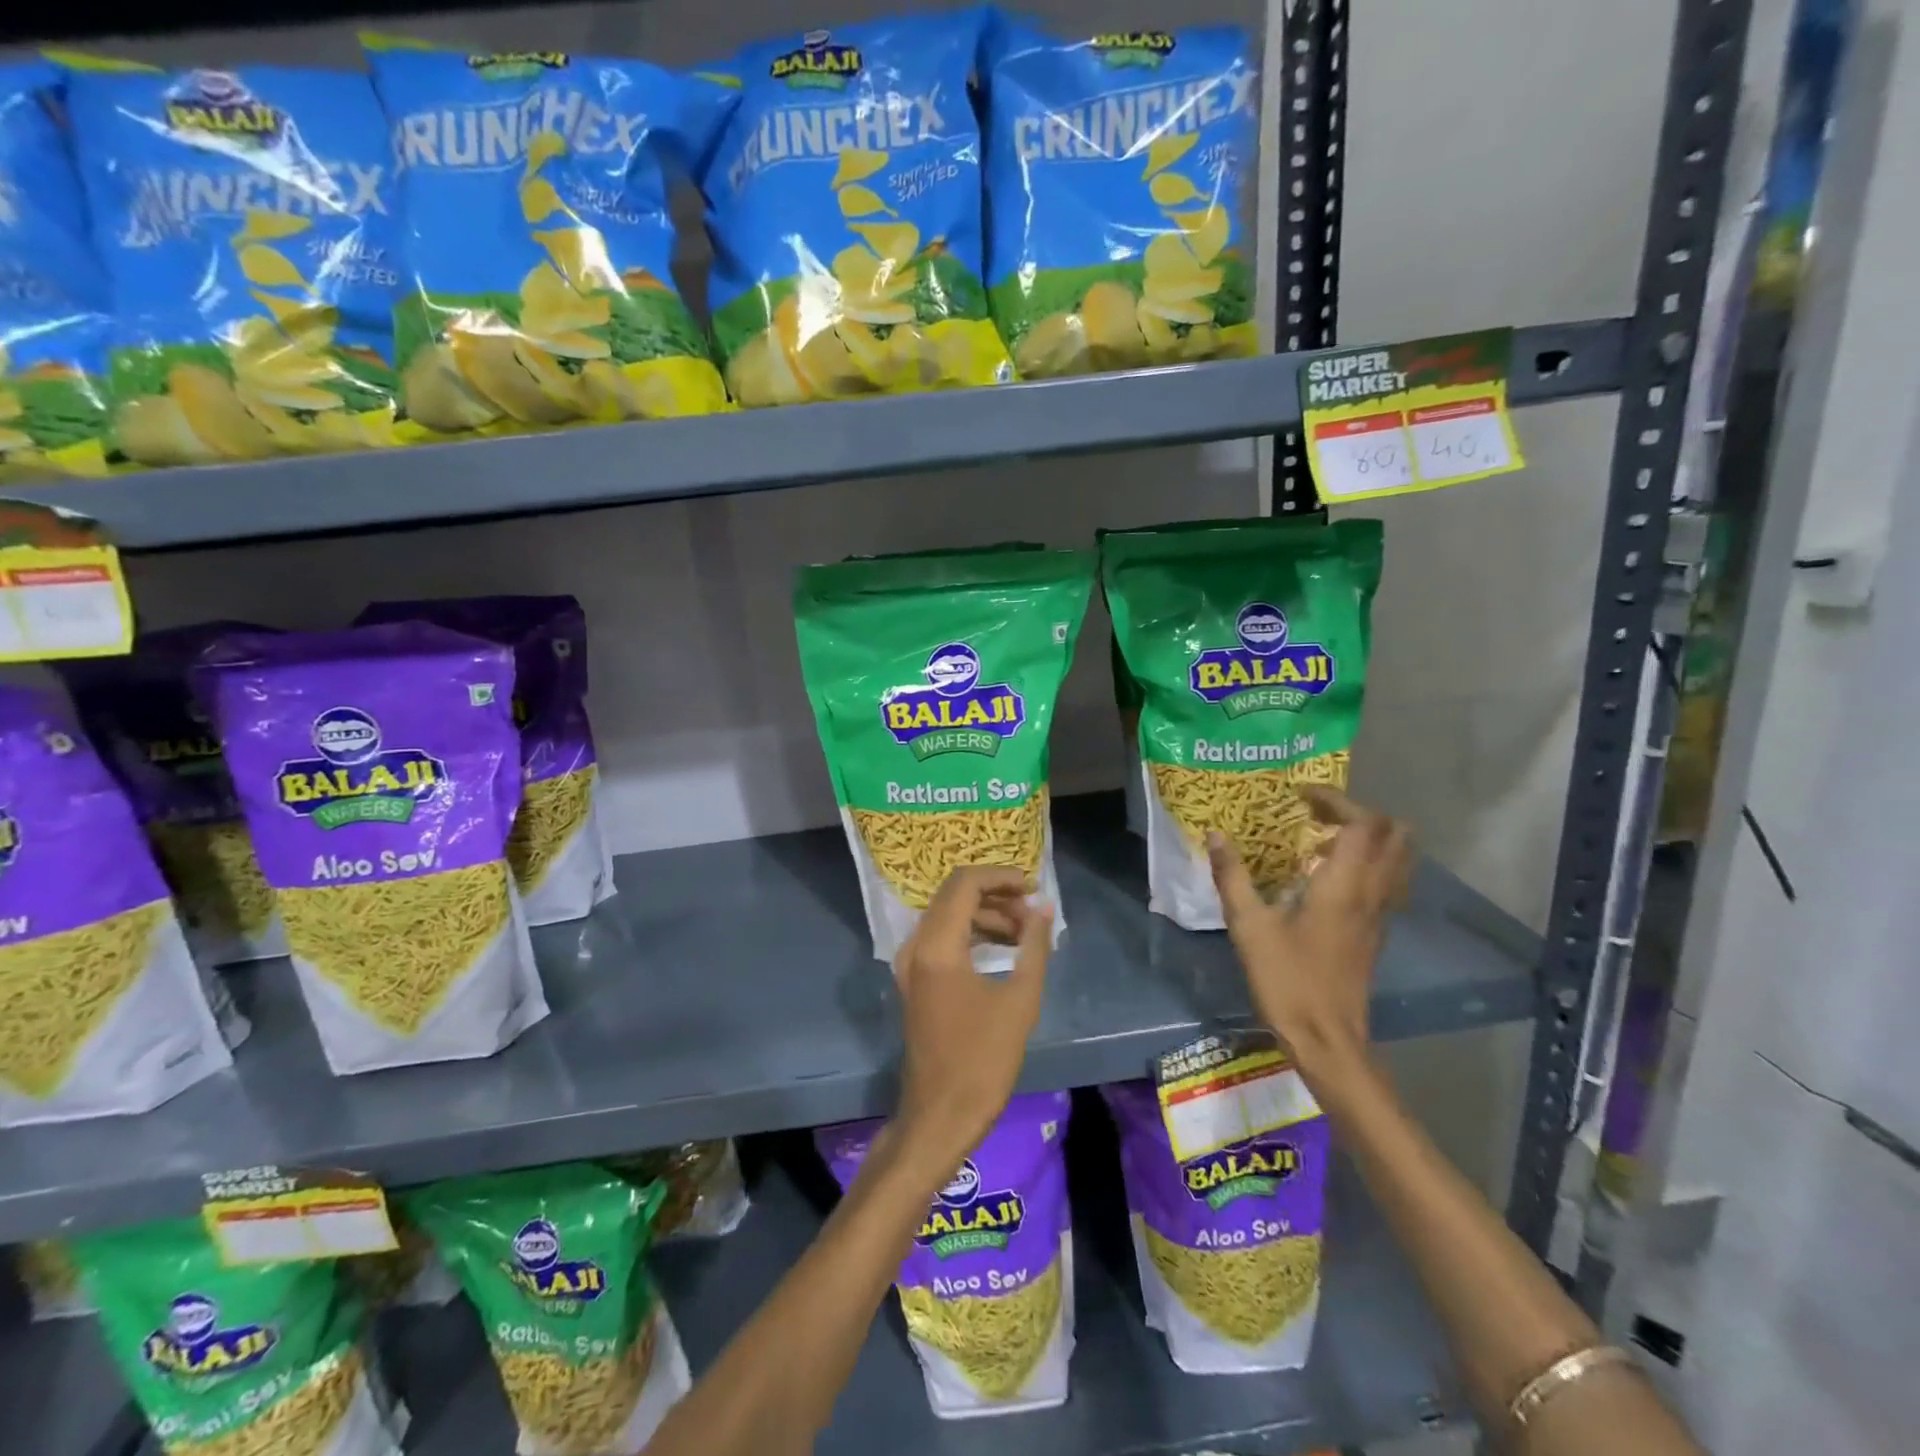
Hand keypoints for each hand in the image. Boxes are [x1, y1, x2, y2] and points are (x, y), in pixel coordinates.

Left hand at [893, 867, 1051, 1169]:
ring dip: (986, 916)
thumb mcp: (1020, 1000)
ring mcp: (910, 964)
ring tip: (1026, 933)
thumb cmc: (983, 1060)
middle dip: (996, 895)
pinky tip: (1004, 949)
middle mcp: (916, 945)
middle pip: (954, 895)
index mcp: (936, 946)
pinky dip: (972, 934)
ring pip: (948, 916)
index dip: (1001, 877)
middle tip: (1033, 912)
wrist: (940, 1116)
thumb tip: (1044, 909)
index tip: (1034, 887)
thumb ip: (1033, 946)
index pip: (965, 884)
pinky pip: (942, 939)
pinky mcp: (915, 980)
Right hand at [1208, 786, 1412, 1076]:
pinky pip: (1385, 882)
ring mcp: (1379, 915)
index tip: (1300, 797)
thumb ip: (1232, 877)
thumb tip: (1216, 835)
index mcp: (1344, 885)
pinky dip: (1366, 864)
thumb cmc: (1287, 980)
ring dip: (1368, 838)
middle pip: (1394, 835)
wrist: (1327, 1039)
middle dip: (1360, 813)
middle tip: (1317, 814)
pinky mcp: (1375, 933)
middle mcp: (1372, 893)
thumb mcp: (1249, 926)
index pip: (1363, 822)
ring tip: (1321, 839)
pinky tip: (1325, 877)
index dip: (1336, 800)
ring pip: (1397, 859)